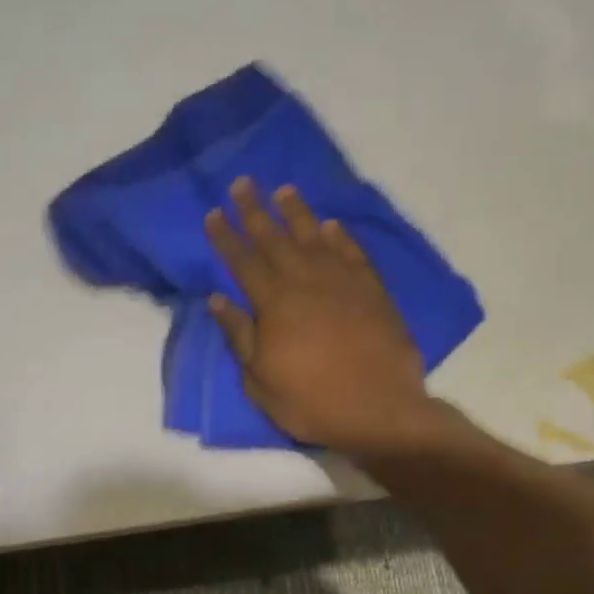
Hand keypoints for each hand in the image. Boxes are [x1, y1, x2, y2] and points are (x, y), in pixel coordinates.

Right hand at [205, 178, 439, 454]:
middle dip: (255, 211)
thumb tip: (217, 300)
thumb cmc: (311, 401)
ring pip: (315, 237)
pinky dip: (340, 237)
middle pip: (275, 239)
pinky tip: (331, 225)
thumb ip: (239, 336)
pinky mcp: (372, 290)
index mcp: (274, 304)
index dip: (226, 237)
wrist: (380, 410)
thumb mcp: (260, 381)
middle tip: (242, 183)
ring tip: (284, 190)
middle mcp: (306, 282)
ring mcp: (342, 282)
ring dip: (297, 213)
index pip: (242, 262)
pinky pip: (352, 253)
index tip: (213, 213)